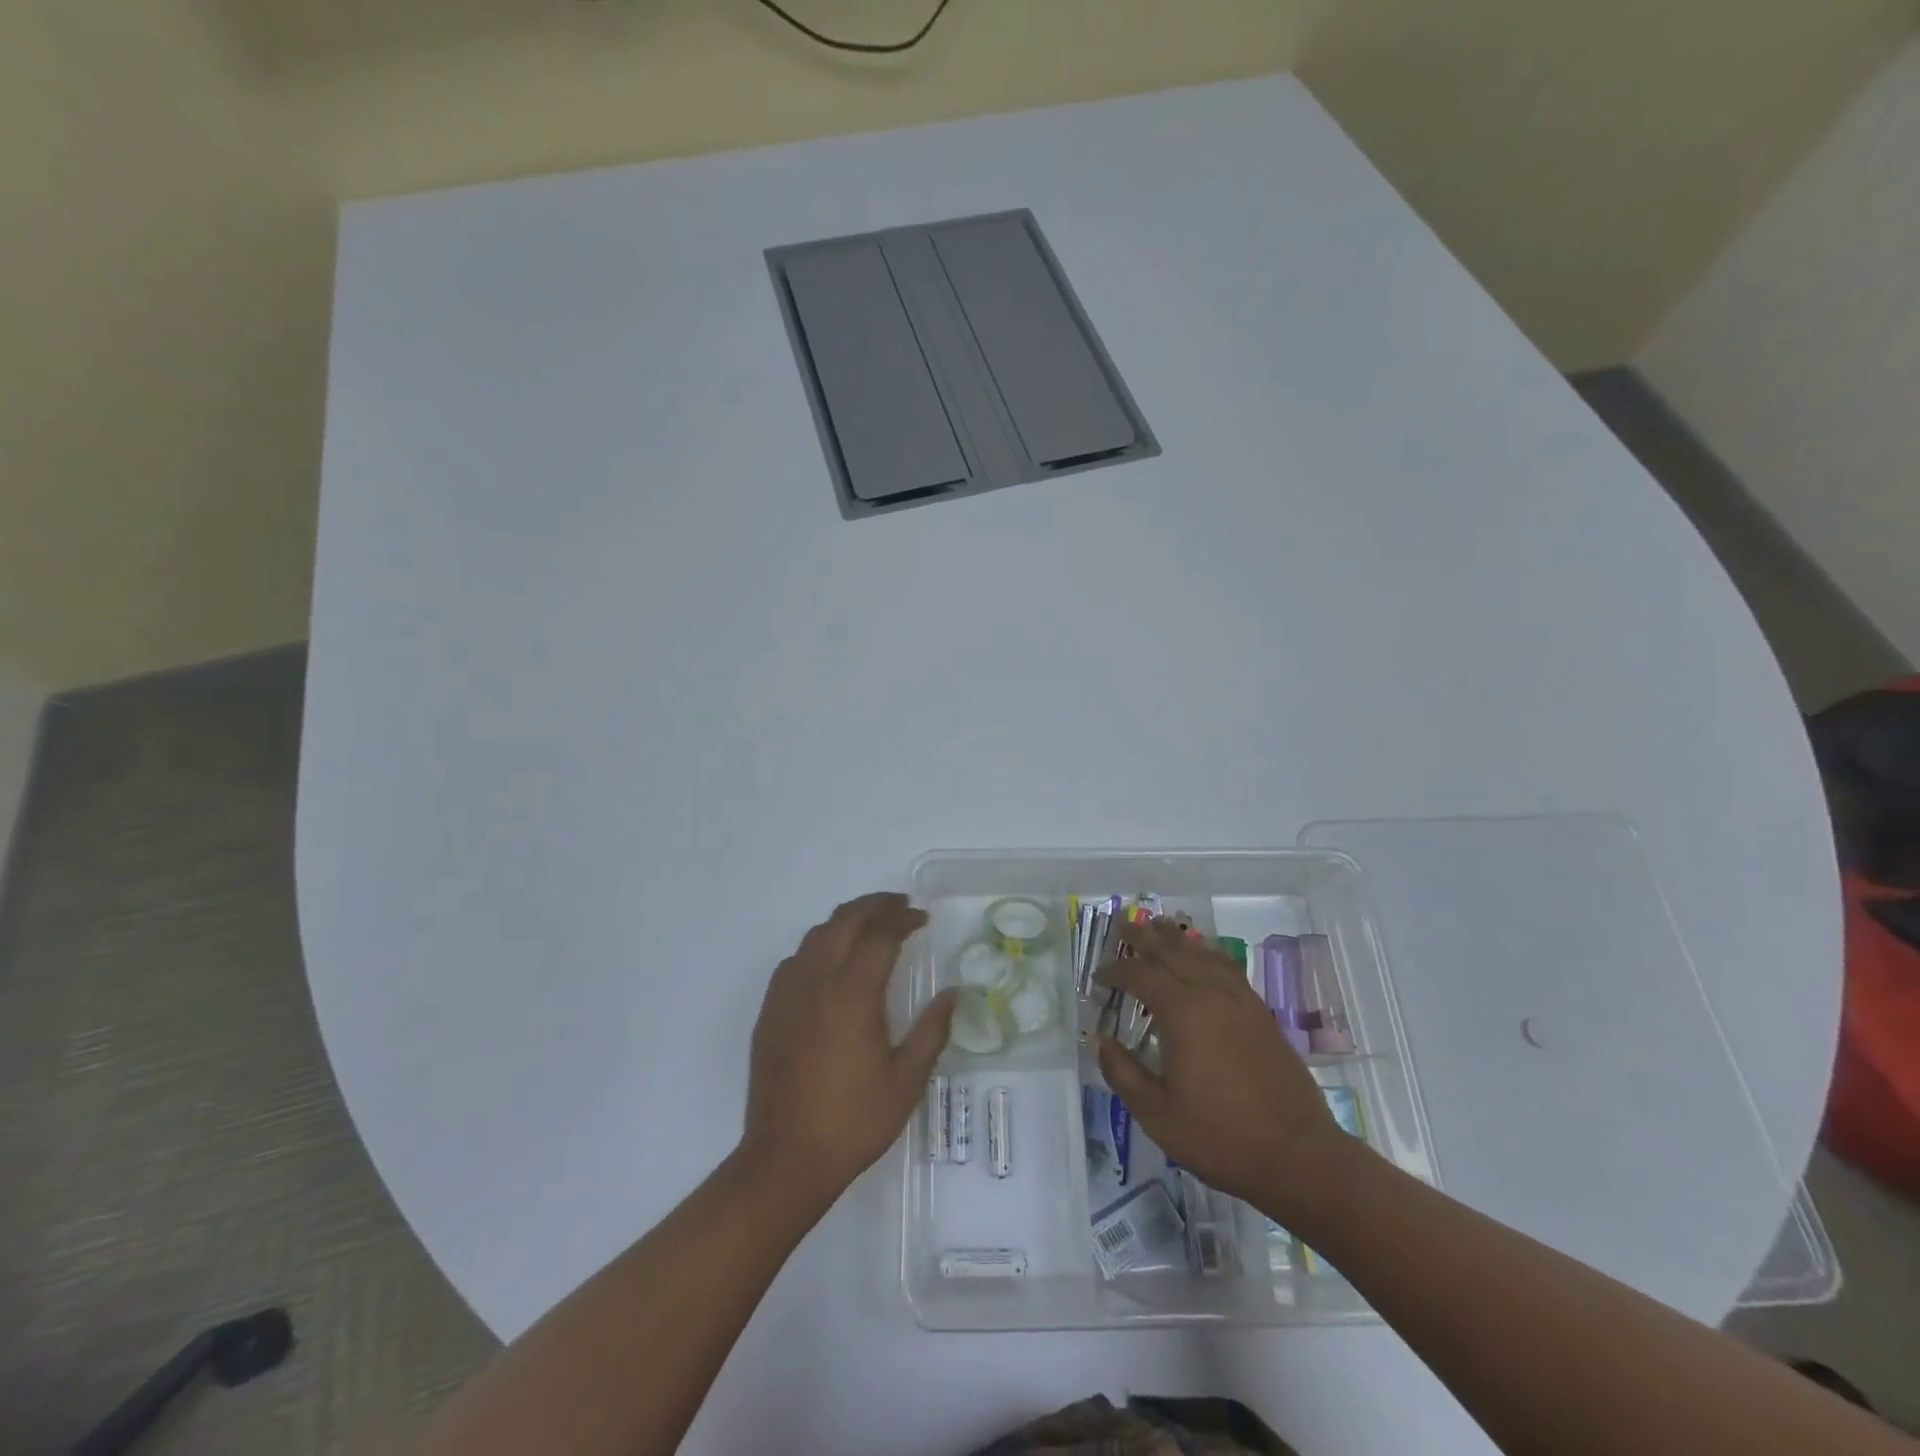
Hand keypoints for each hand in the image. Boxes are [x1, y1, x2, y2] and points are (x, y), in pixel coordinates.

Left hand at [741, 893, 956, 1204]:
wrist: (785, 1159)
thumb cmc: (853, 1120)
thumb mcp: (906, 1080)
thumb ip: (931, 1030)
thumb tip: (952, 993)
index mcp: (852, 993)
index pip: (880, 935)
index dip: (903, 919)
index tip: (922, 918)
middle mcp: (816, 981)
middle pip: (844, 921)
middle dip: (874, 906)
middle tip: (899, 906)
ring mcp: (787, 994)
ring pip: (815, 935)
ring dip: (845, 921)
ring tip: (869, 927)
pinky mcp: (770, 1012)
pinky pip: (795, 960)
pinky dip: (819, 946)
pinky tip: (831, 964)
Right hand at [1095, 917, 1341, 1217]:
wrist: (1297, 1156)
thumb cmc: (1219, 1137)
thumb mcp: (1157, 1114)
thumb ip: (1123, 1073)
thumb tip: (1099, 1040)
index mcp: (1183, 1013)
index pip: (1141, 975)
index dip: (1116, 971)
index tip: (1098, 975)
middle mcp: (1212, 994)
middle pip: (1173, 952)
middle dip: (1145, 938)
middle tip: (1123, 925)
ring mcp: (1242, 1002)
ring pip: (1203, 955)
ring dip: (1178, 938)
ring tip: (1160, 926)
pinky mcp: (1262, 1014)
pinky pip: (1229, 968)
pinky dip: (1208, 954)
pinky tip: (1204, 956)